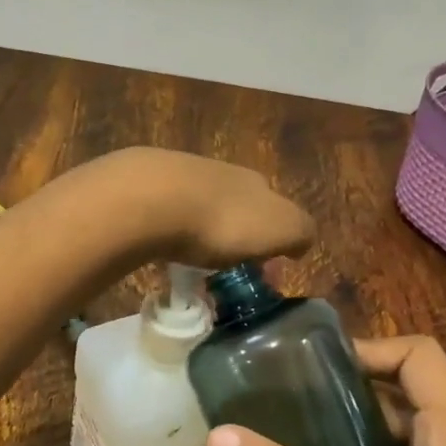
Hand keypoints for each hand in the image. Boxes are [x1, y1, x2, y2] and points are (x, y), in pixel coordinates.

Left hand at [67, 148, 314, 268]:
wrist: (151, 199)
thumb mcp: (282, 230)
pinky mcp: (145, 187)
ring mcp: (181, 176)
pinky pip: (166, 216)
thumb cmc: (224, 221)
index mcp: (258, 184)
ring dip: (201, 234)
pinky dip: (170, 233)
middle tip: (226, 270)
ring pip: (201, 209)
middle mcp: (223, 174)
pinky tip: (163, 250)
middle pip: (238, 208)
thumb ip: (300, 233)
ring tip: (192, 264)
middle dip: (237, 237)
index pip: (275, 212)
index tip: (261, 272)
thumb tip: (299, 243)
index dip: (273, 243)